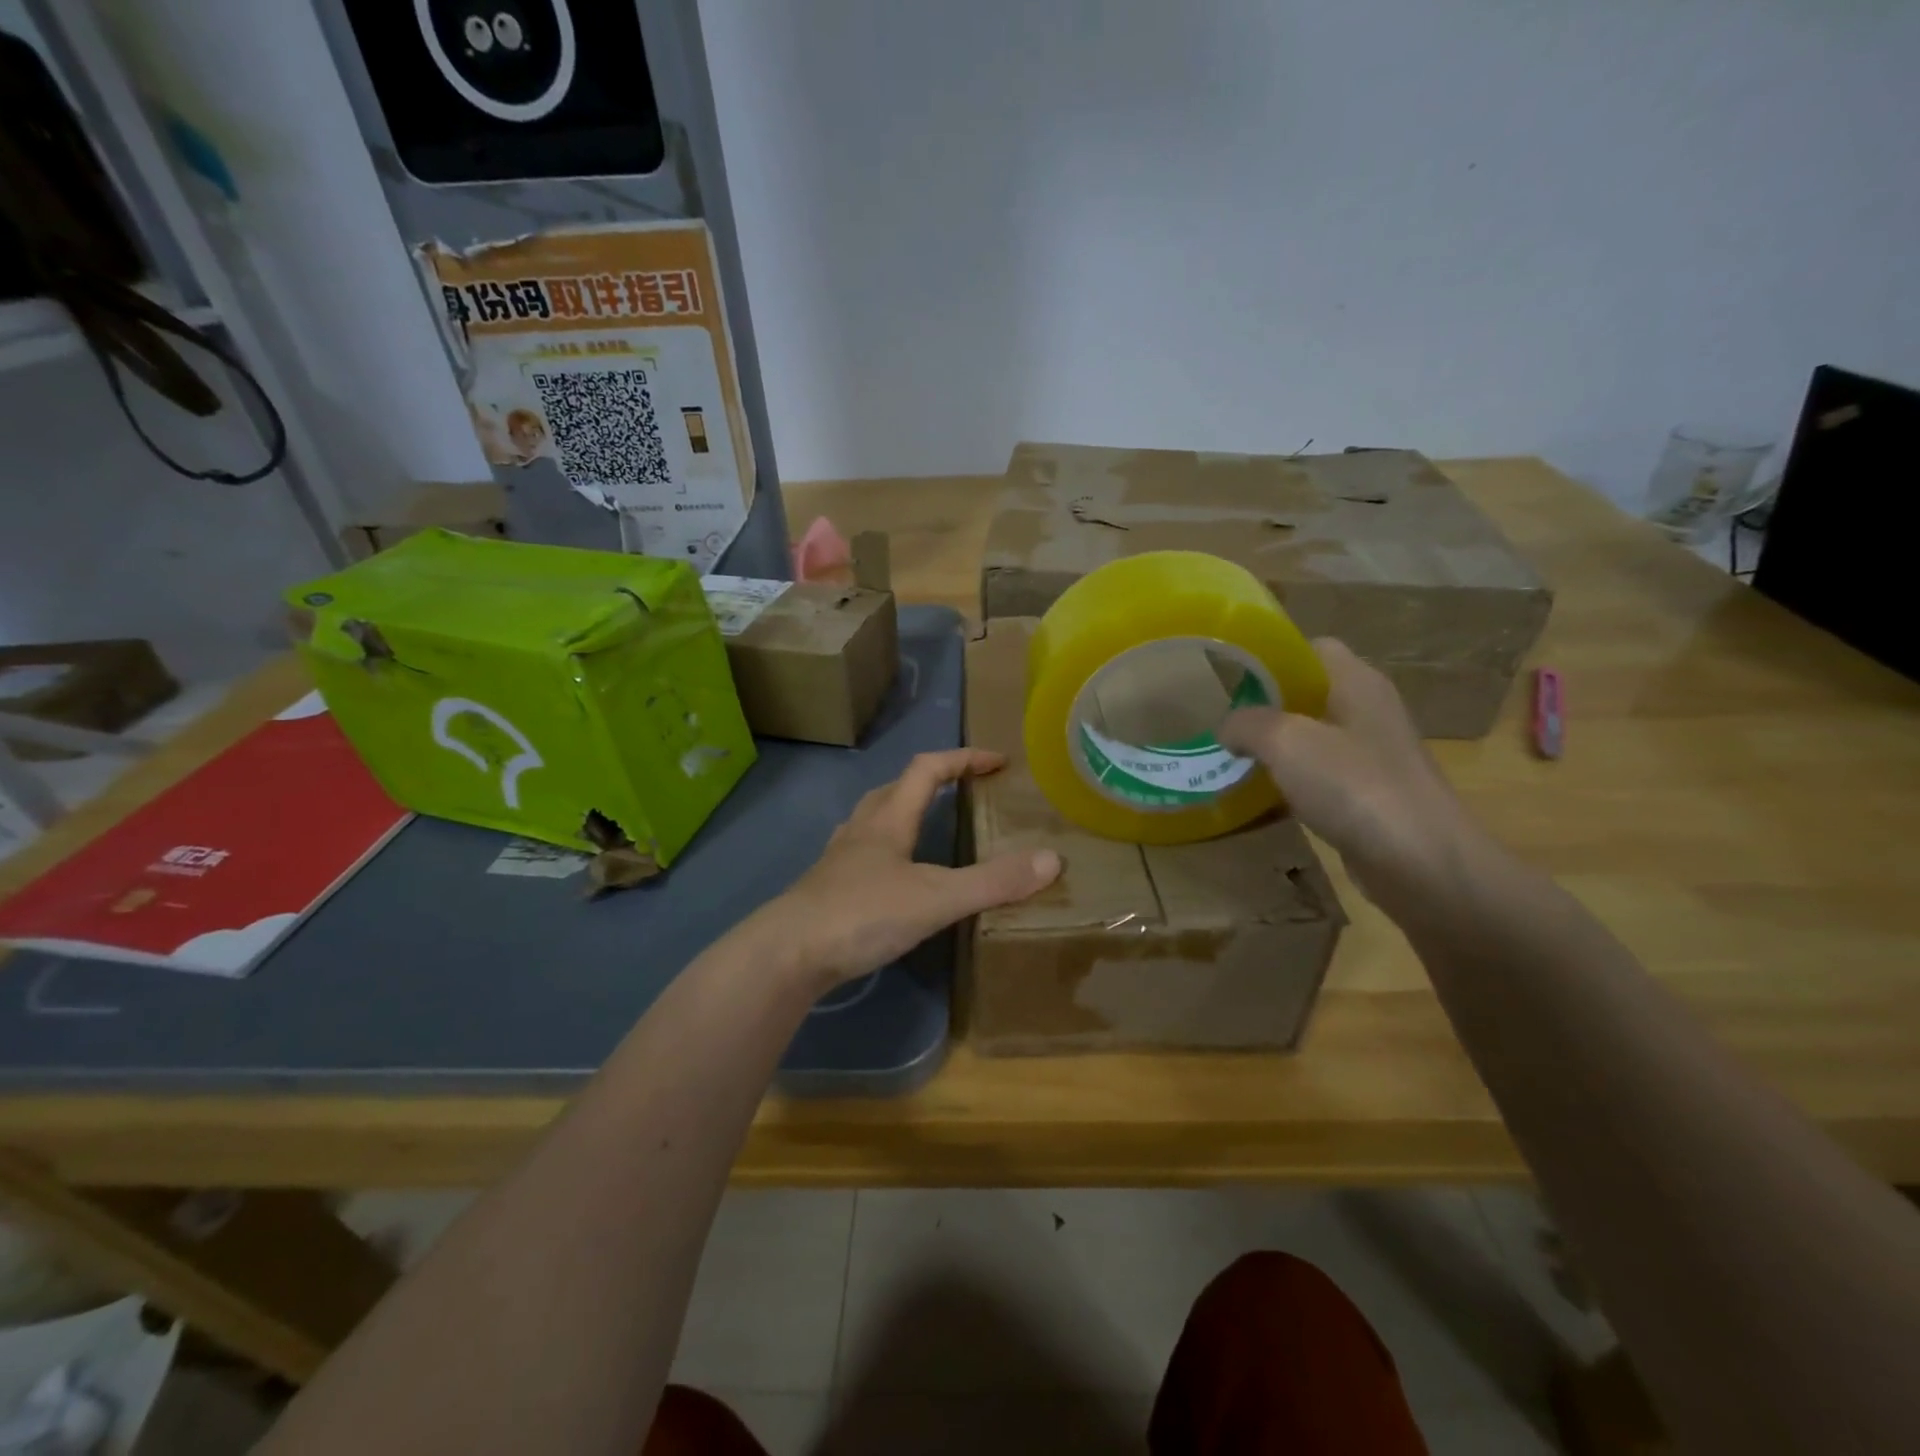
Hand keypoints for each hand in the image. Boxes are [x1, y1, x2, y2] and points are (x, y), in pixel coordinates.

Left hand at [760, 749, 1060, 988]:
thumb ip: (993, 881)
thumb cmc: (862, 914)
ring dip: (904, 811)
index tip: (997, 761)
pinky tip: (893, 876)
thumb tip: (1052, 860)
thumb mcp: (937, 898)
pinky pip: (863, 852)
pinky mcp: (827, 887)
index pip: (928, 768)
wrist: (787, 954)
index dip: (964, 758)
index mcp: (888, 818)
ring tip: (931, 827)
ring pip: (874, 818)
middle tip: (965, 791)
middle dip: (933, 780)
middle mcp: (861, 829)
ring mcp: (839, 858)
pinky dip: (886, 849)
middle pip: (896, 787)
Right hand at [1218, 639, 1479, 899]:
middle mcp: (1369, 712)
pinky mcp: (1369, 797)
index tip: (1230, 675)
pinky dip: (1289, 784)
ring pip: (1311, 739)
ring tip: (1229, 756)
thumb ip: (1248, 723)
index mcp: (1357, 683)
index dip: (1271, 657)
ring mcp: (1372, 757)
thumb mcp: (1286, 741)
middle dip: (1264, 706)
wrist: (1421, 863)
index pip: (1312, 648)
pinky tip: (1259, 797)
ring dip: (1274, 748)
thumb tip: (1227, 727)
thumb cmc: (1354, 786)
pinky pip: (1318, 779)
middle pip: (1308, 694)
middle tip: (1220, 718)